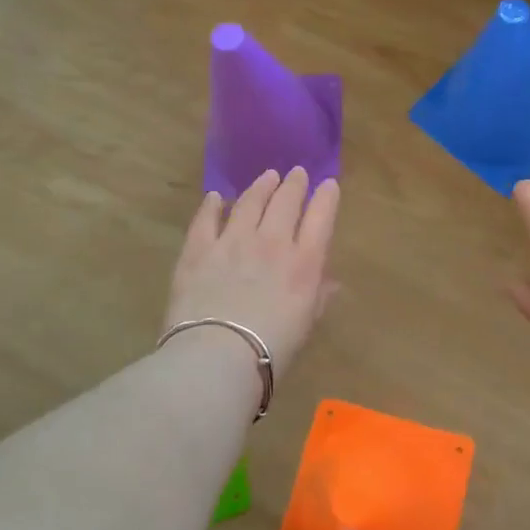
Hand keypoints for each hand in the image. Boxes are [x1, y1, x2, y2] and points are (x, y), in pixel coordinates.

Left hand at [163, 168, 339, 379]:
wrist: (217, 356)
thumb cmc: (272, 350)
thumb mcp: (305, 325)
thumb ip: (318, 298)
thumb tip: (331, 282)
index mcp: (304, 262)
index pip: (321, 218)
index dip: (326, 198)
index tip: (329, 184)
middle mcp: (271, 242)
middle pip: (285, 202)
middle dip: (294, 184)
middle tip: (297, 173)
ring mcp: (232, 242)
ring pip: (249, 202)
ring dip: (260, 187)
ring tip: (267, 176)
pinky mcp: (198, 250)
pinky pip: (206, 219)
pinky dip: (212, 205)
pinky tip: (215, 197)